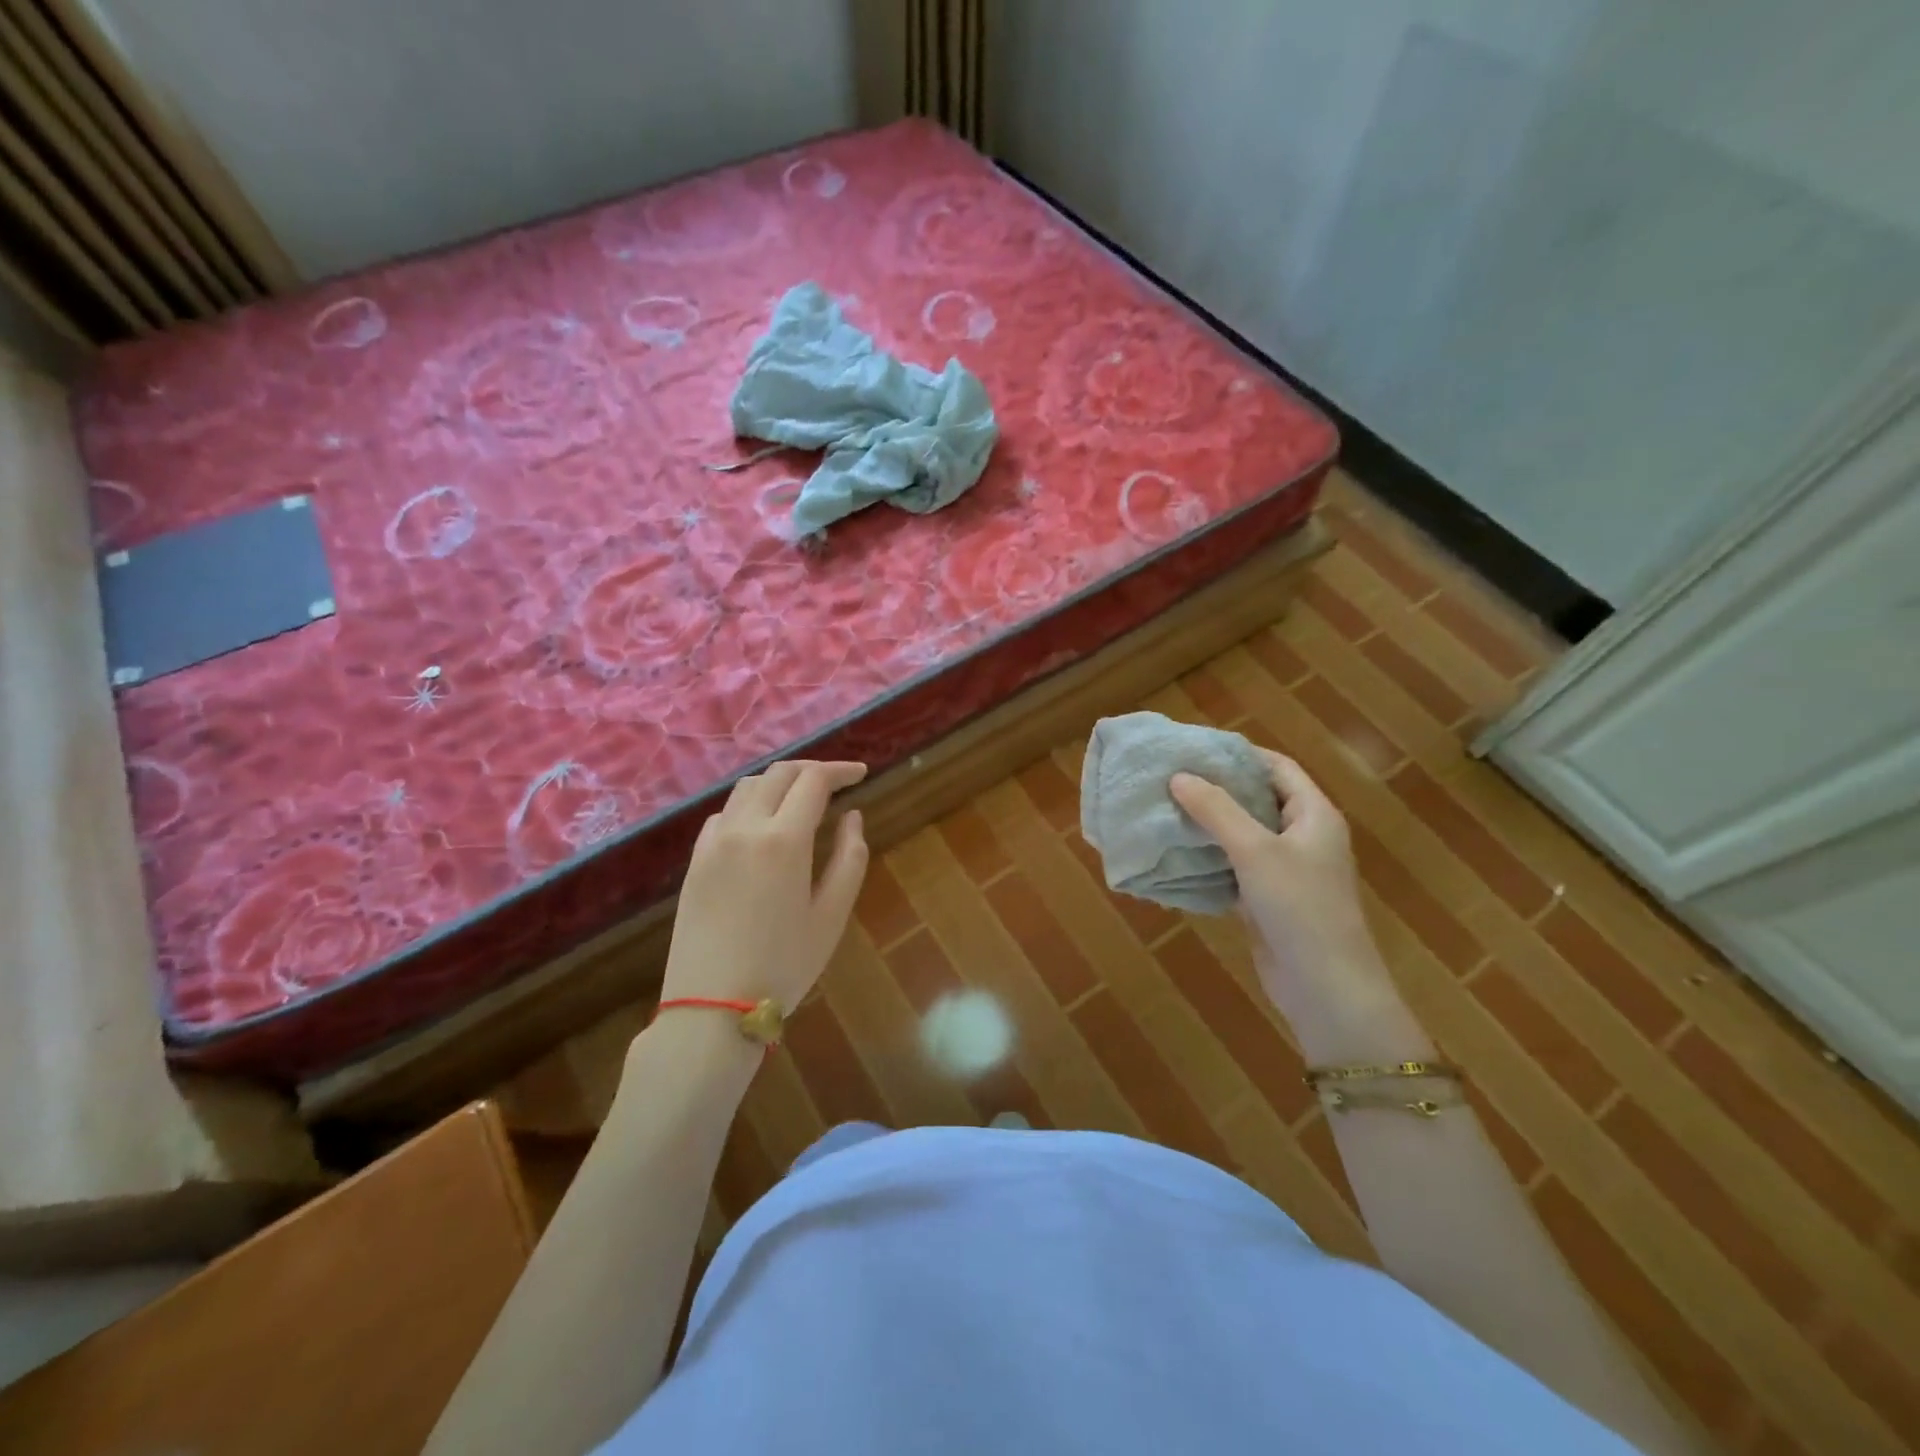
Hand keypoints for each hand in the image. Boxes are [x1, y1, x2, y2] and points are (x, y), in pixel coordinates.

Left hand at [662, 760, 868, 1013]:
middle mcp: (744, 827)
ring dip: (779, 782)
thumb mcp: (832, 915)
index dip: (840, 770)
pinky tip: (762, 827)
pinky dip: (750, 805)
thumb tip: (852, 816)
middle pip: (779, 774)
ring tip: (800, 799)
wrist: (711, 1007)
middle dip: (811, 770)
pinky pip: (724, 814)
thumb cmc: (783, 965)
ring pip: (747, 788)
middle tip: (836, 782)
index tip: (861, 774)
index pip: (813, 781)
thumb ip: (849, 858)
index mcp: (783, 839)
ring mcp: (713, 842)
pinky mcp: (695, 860)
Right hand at [1169, 751, 1386, 1017]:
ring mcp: (1286, 870)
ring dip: (1209, 824)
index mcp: (1313, 815)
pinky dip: (1210, 858)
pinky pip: (1235, 867)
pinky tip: (1177, 852)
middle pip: (1258, 799)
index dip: (1240, 754)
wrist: (1325, 988)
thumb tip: (1179, 776)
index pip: (1277, 767)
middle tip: (1172, 777)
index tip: (1196, 748)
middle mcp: (1303, 837)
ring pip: (1243, 835)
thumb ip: (1216, 810)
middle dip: (1217, 788)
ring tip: (1166, 809)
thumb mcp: (1255, 850)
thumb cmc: (1299, 906)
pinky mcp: (1268, 900)